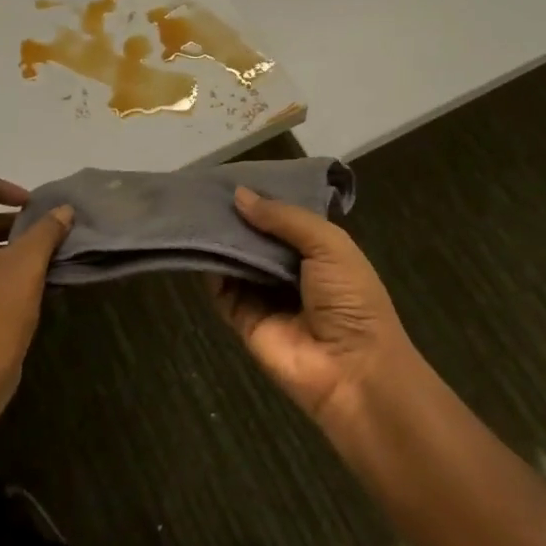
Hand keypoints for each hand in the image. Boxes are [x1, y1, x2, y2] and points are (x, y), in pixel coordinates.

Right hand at [209, 187, 420, 427]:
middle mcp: (290, 271)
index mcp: (319, 250)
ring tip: (193, 209)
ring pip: (236, 261)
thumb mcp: (328, 245)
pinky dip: (210, 270)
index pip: (284, 217)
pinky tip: (195, 244)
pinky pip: (222, 291)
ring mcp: (265, 296)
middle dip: (236, 217)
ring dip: (220, 240)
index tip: (232, 176)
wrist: (352, 369)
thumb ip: (284, 218)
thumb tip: (239, 195)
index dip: (263, 198)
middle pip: (256, 238)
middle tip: (204, 189)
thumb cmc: (351, 299)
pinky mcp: (244, 320)